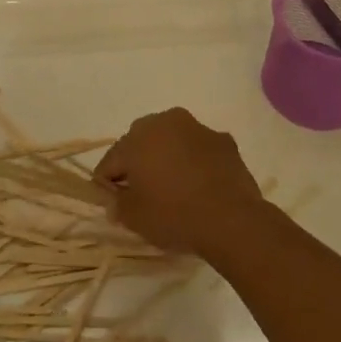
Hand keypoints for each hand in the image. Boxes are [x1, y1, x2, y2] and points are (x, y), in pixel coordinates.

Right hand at [95, 108, 267, 257]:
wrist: (232, 219)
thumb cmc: (175, 215)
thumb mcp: (135, 218)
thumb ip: (117, 205)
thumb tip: (113, 200)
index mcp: (137, 138)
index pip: (111, 160)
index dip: (107, 181)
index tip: (111, 200)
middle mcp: (164, 122)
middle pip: (141, 143)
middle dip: (138, 164)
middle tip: (142, 193)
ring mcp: (196, 128)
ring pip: (172, 141)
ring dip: (168, 158)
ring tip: (174, 188)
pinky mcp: (222, 140)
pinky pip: (199, 149)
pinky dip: (195, 162)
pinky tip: (201, 185)